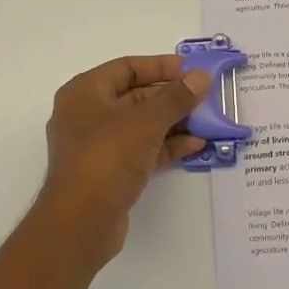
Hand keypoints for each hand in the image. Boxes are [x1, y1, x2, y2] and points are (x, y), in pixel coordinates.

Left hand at [37, 55, 211, 265]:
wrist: (81, 222)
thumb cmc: (107, 158)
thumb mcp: (145, 122)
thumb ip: (175, 98)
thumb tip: (201, 77)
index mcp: (84, 93)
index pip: (126, 68)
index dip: (160, 66)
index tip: (192, 70)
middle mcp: (87, 115)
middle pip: (135, 96)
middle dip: (171, 97)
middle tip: (206, 97)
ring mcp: (98, 146)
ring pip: (141, 126)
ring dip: (173, 123)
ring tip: (208, 121)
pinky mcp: (109, 172)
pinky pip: (141, 150)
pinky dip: (166, 146)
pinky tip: (195, 145)